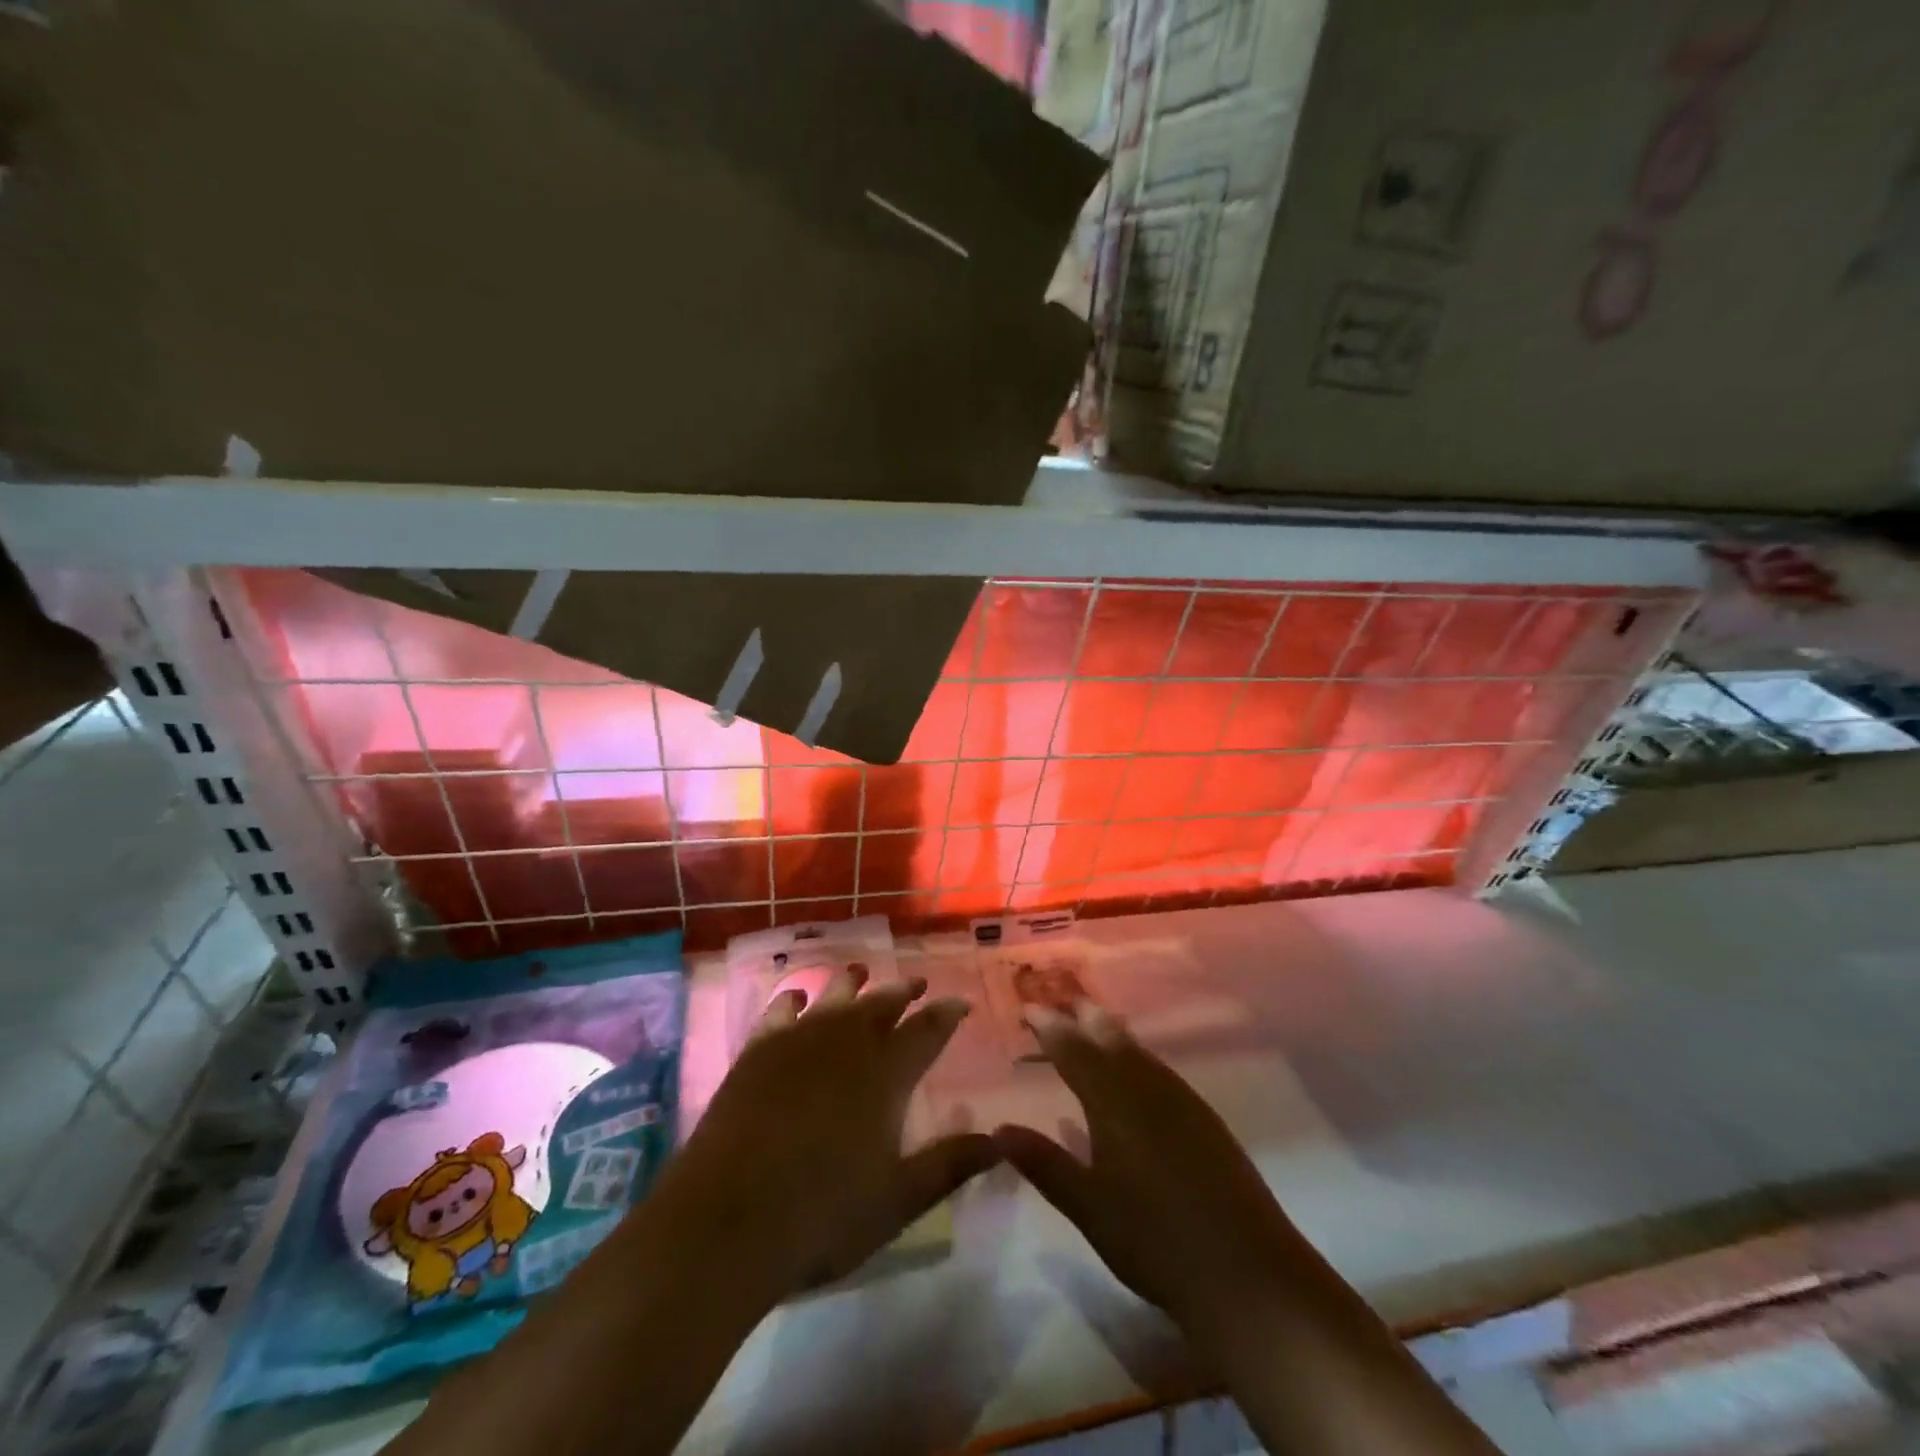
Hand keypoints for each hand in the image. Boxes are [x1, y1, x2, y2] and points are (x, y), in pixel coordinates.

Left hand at [649, 966, 997, 1299]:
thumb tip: (999, 1141)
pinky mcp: (756, 1052)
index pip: (926, 1032)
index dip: (946, 1015)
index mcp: (885, 1075)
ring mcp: (797, 1042)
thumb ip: (949, 1165)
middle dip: (902, 991)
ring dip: (851, 983)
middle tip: (916, 981)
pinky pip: (779, 1012)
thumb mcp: (897, 1201)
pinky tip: (796, 997)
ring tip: (861, 971)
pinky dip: (792, 1000)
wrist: (726, 1222)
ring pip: (833, 998)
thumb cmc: (822, 1216)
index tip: (960, 1002)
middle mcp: (845, 1045)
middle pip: (880, 1005)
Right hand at [994, 1002, 1295, 1343]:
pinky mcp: (1205, 1119)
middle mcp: (1147, 1087)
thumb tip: (999, 1129)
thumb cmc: (1155, 1240)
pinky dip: (1137, 1056)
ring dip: (1111, 1031)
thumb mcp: (1089, 1208)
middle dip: (1083, 1014)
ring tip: (1092, 1022)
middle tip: (1060, 1000)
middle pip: (1110, 1036)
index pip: (1073, 1050)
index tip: (1027, 1008)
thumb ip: (1044, 1164)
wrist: (1248, 1271)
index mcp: (1113, 1101)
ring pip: (1139, 1050)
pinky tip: (1137, 1072)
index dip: (1049, 1026)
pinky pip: (1160, 1069)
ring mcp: (1182, 1100)